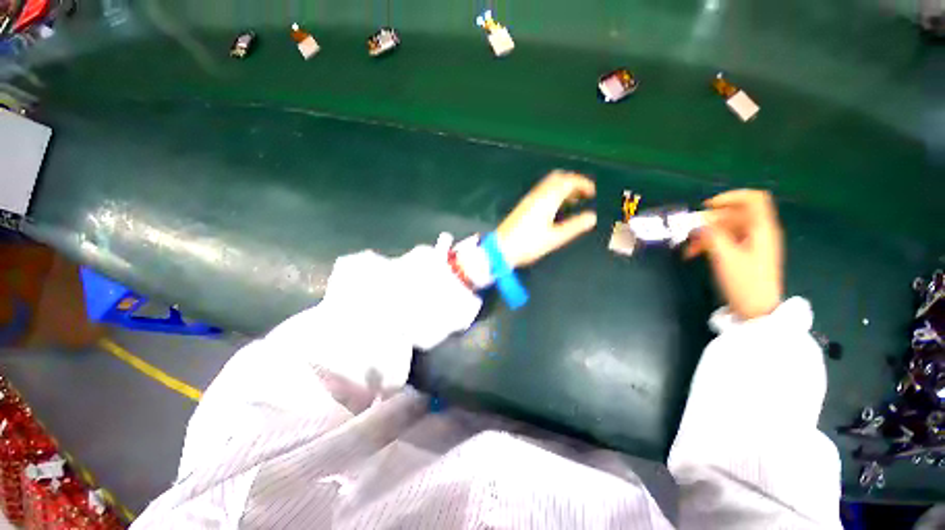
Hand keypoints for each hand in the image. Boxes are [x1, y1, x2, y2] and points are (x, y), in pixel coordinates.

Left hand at [497, 171, 596, 268]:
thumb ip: (574, 226)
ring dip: (563, 187)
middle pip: (558, 177)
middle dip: (573, 182)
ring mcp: (528, 199)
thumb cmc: (528, 244)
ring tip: (573, 201)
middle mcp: (537, 195)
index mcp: (547, 199)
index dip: (583, 183)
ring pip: (549, 184)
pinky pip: (542, 192)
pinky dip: (553, 193)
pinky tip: (556, 208)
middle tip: (584, 194)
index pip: (568, 181)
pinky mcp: (523, 206)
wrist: (501, 248)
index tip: (593, 192)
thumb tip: (591, 217)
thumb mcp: (554, 238)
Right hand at [685, 189, 782, 319]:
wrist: (756, 310)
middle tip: (688, 231)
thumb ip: (711, 235)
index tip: (707, 207)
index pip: (753, 199)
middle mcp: (759, 232)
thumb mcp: (725, 256)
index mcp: (762, 229)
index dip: (731, 197)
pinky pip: (725, 240)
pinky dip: (709, 243)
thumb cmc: (744, 282)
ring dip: (705, 234)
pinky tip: (693, 253)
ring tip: (688, 247)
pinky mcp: (744, 254)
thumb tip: (697, 224)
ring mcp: (752, 243)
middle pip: (734, 214)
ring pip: (726, 228)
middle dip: (709, 221)